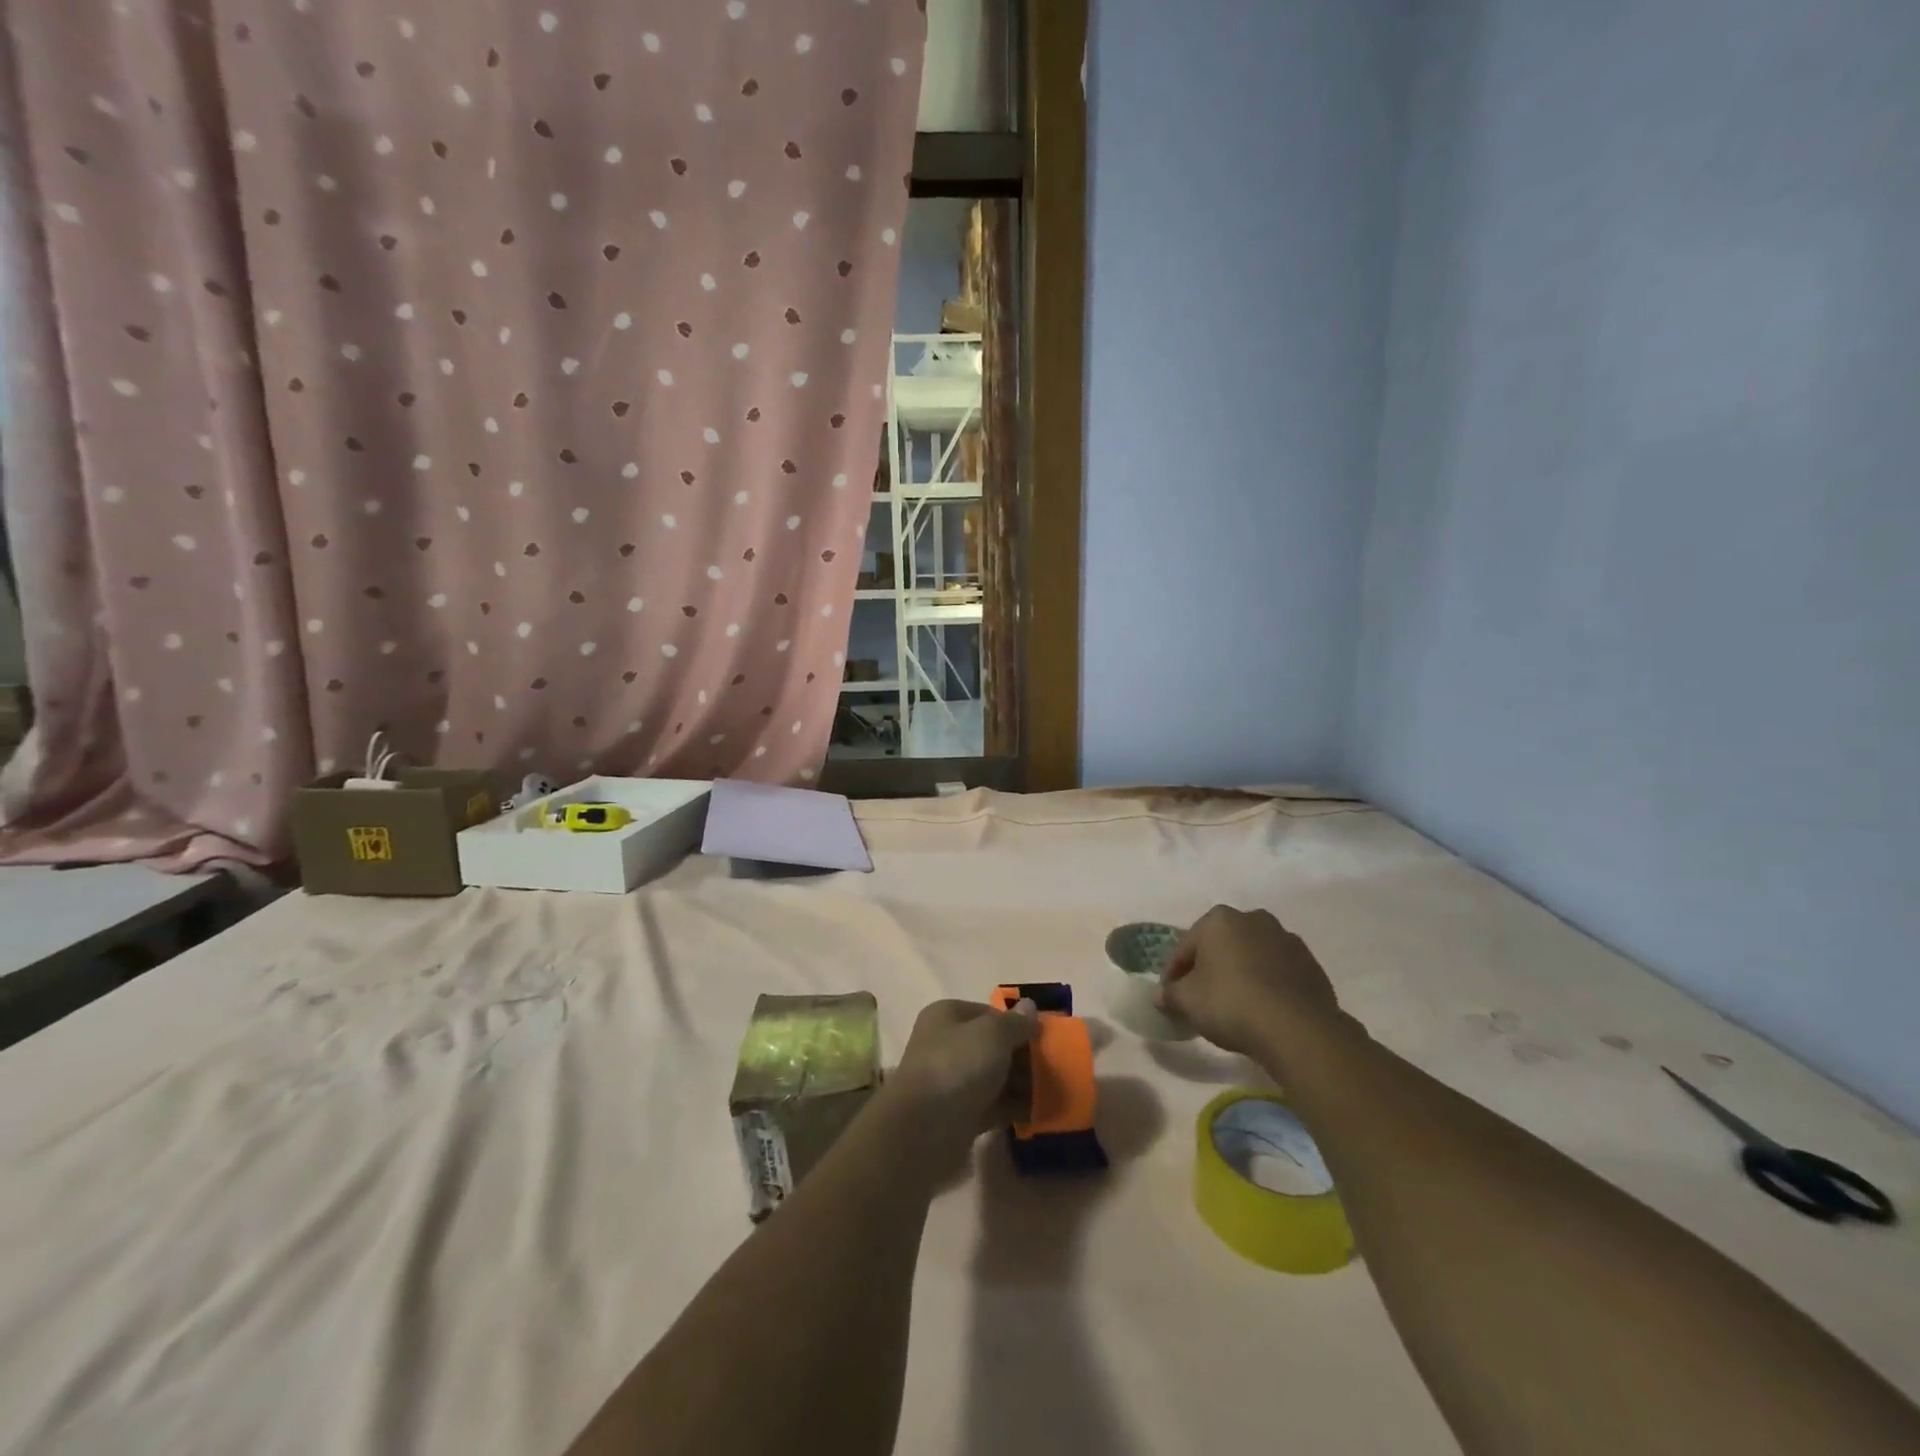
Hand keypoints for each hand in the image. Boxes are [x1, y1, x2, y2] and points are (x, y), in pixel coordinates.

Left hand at [888, 998, 1040, 1142]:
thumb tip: (1030, 1006)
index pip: (990, 1013)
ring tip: (1051, 1092)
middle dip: (1022, 1056)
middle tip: (1053, 1068)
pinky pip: (993, 1106)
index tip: (1045, 1038)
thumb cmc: (957, 1066)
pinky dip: (1013, 1108)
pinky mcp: (959, 1115)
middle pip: (993, 1046)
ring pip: (994, 1077)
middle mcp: (947, 1044)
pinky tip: (1038, 1113)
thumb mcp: (993, 1034)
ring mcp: (952, 1081)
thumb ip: (1015, 1022)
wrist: (924, 1129)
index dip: (1018, 1023)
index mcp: (948, 1016)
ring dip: (1021, 1084)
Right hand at [1158, 905, 1343, 1059]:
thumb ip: (1170, 995)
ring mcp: (1287, 940)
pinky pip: (1279, 973)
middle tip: (1201, 998)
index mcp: (1219, 919)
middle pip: (1221, 946)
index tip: (1170, 996)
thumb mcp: (1187, 1002)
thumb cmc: (1230, 1003)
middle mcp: (1253, 919)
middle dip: (1210, 967)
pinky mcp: (1311, 965)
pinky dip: (1268, 985)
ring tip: (1235, 1005)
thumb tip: (1161, 995)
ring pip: (1252, 956)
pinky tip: (1263, 1010)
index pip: (1186, 947)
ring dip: (1241, 973)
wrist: (1297, 1029)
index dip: (1174, 973)